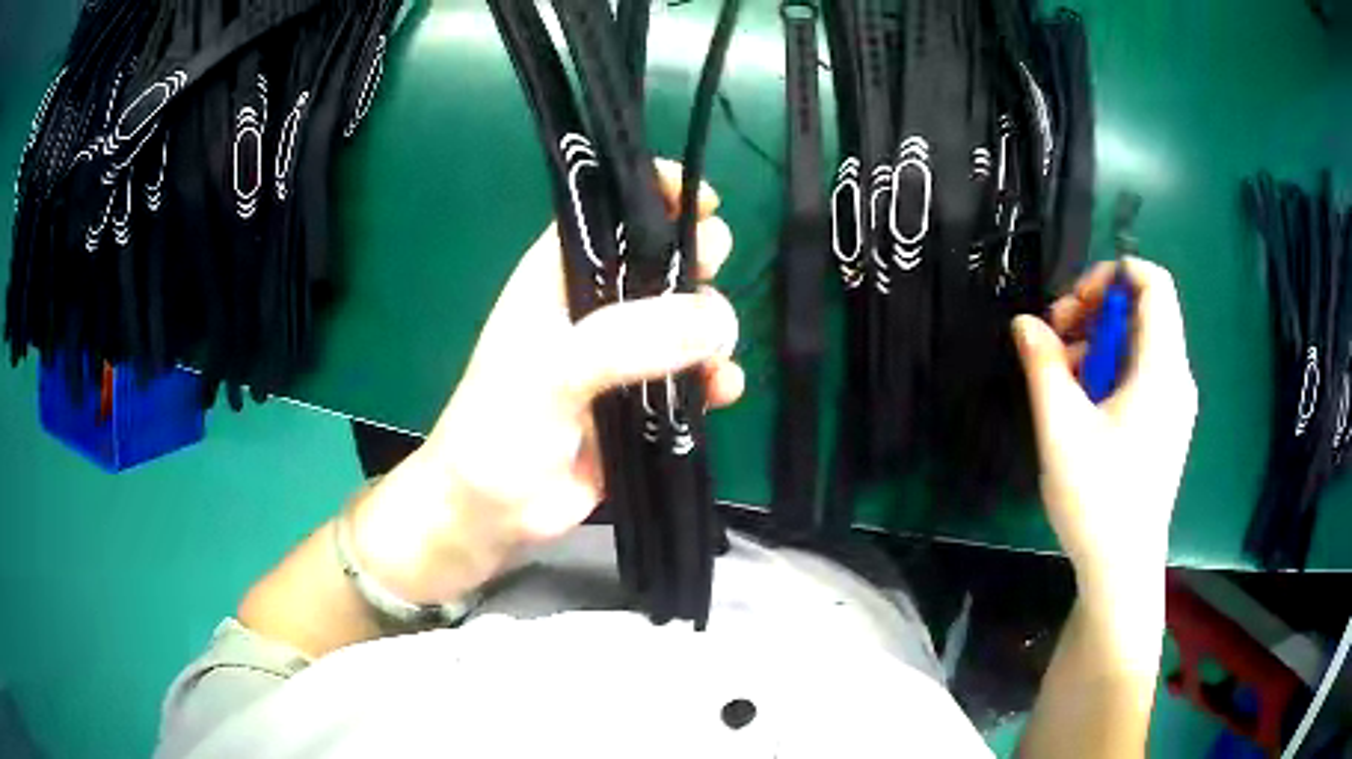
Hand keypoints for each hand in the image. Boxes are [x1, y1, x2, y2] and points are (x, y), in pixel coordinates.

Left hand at [347, 162, 741, 604]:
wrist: (494, 511)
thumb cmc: (502, 427)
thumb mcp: (554, 371)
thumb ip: (630, 339)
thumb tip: (717, 321)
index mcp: (560, 275)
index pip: (610, 212)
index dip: (655, 196)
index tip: (702, 203)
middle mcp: (595, 305)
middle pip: (661, 260)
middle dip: (697, 259)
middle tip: (712, 274)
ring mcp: (624, 356)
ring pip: (687, 319)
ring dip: (713, 329)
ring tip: (718, 356)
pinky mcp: (644, 402)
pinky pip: (694, 376)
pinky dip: (715, 379)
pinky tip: (724, 392)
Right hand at [1012, 257, 1197, 605]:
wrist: (1122, 568)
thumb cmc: (1098, 498)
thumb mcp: (1061, 428)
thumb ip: (1043, 365)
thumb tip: (1025, 323)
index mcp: (1161, 368)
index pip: (1152, 282)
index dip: (1112, 274)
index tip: (1073, 304)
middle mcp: (1176, 376)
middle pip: (1143, 310)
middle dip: (1095, 311)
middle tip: (1055, 341)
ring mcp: (1173, 402)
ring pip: (1139, 343)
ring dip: (1098, 343)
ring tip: (1060, 379)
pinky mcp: (1165, 424)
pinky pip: (1141, 373)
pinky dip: (1110, 370)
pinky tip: (1082, 405)